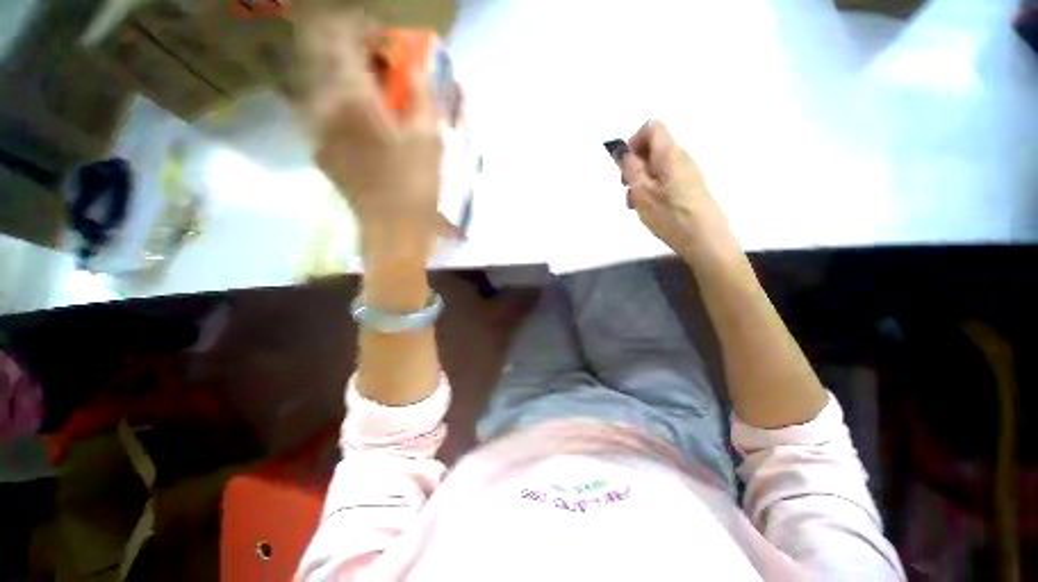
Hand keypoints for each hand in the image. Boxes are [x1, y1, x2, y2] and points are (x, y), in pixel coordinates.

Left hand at [300, 15, 442, 265]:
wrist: (393, 230)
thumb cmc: (415, 185)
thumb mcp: (429, 138)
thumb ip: (420, 93)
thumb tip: (415, 64)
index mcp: (349, 96)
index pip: (339, 34)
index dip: (362, 28)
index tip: (386, 41)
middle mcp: (321, 105)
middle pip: (323, 53)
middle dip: (353, 50)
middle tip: (383, 68)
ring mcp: (316, 129)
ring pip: (322, 83)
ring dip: (349, 79)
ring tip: (379, 98)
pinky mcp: (321, 150)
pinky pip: (325, 111)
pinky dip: (345, 104)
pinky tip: (369, 125)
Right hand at [617, 120, 722, 257]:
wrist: (705, 239)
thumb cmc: (670, 215)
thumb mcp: (642, 191)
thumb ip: (630, 168)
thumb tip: (622, 150)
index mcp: (669, 153)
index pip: (651, 127)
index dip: (633, 142)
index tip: (624, 165)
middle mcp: (681, 157)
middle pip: (652, 149)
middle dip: (634, 166)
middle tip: (626, 189)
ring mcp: (687, 174)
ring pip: (657, 168)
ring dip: (640, 182)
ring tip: (635, 205)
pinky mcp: (690, 188)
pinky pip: (665, 180)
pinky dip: (652, 190)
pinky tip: (649, 210)